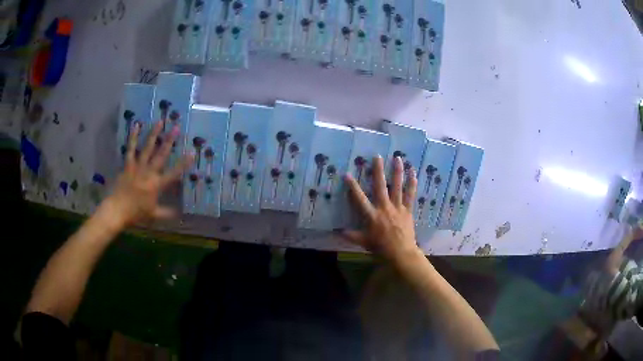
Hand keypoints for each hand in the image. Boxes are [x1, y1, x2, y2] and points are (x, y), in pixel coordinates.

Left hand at [103, 121, 190, 227]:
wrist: (117, 210)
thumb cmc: (136, 214)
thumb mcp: (153, 215)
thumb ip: (166, 213)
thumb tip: (179, 214)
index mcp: (156, 185)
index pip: (174, 173)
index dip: (184, 163)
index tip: (192, 153)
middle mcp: (149, 173)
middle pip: (161, 155)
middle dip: (170, 141)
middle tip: (176, 127)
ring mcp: (137, 167)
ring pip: (147, 148)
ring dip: (154, 134)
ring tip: (160, 121)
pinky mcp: (128, 165)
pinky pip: (130, 149)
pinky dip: (133, 137)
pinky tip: (136, 125)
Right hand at [343, 155, 420, 261]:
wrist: (401, 253)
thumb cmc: (381, 248)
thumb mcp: (363, 242)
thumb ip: (351, 235)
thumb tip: (337, 231)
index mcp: (371, 216)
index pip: (359, 199)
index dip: (352, 186)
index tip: (347, 174)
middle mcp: (384, 208)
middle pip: (380, 186)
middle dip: (378, 171)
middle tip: (377, 156)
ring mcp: (397, 208)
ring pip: (397, 187)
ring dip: (397, 171)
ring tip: (398, 158)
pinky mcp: (407, 210)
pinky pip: (410, 195)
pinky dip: (412, 184)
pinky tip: (413, 173)